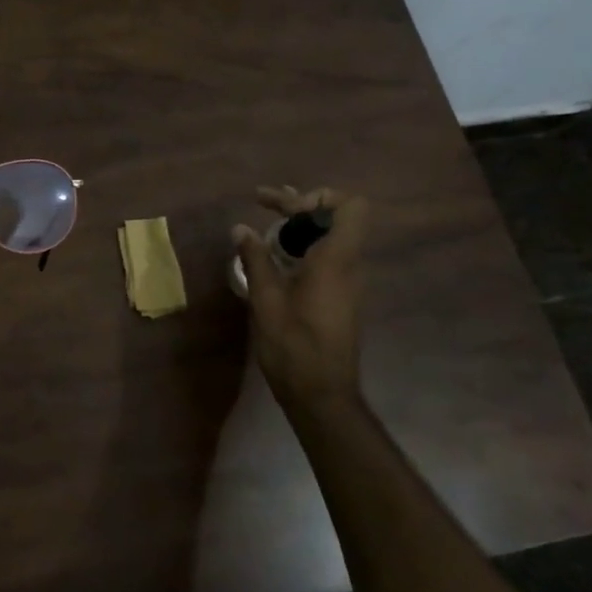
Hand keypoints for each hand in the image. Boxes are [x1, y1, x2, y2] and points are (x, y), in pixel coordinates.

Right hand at [232, 185, 368, 412]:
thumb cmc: (294, 346)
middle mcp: (349, 265)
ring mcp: (348, 282)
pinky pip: (327, 256)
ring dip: (300, 224)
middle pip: (337, 216)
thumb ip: (256, 259)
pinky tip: (274, 255)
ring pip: (332, 236)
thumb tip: (241, 228)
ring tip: (265, 222)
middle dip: (300, 204)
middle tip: (262, 202)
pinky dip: (303, 245)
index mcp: (336, 260)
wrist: (322, 395)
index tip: (283, 209)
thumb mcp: (266, 300)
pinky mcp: (340, 296)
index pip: (350, 207)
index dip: (318, 196)